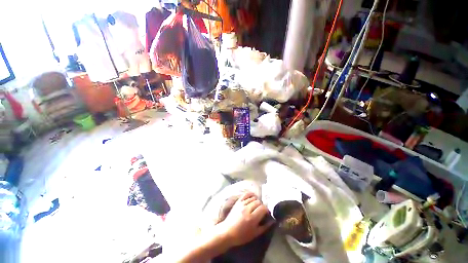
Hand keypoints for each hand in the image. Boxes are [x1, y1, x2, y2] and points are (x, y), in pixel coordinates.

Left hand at [217, 192, 273, 246]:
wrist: (227, 232)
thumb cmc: (242, 235)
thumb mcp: (255, 234)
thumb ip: (265, 226)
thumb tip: (273, 220)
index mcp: (252, 218)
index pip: (263, 208)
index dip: (266, 210)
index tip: (266, 214)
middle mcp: (247, 209)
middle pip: (259, 202)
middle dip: (261, 206)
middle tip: (261, 211)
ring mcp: (242, 204)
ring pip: (253, 198)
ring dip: (256, 201)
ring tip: (256, 206)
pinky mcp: (238, 201)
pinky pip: (246, 194)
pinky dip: (251, 194)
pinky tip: (253, 197)